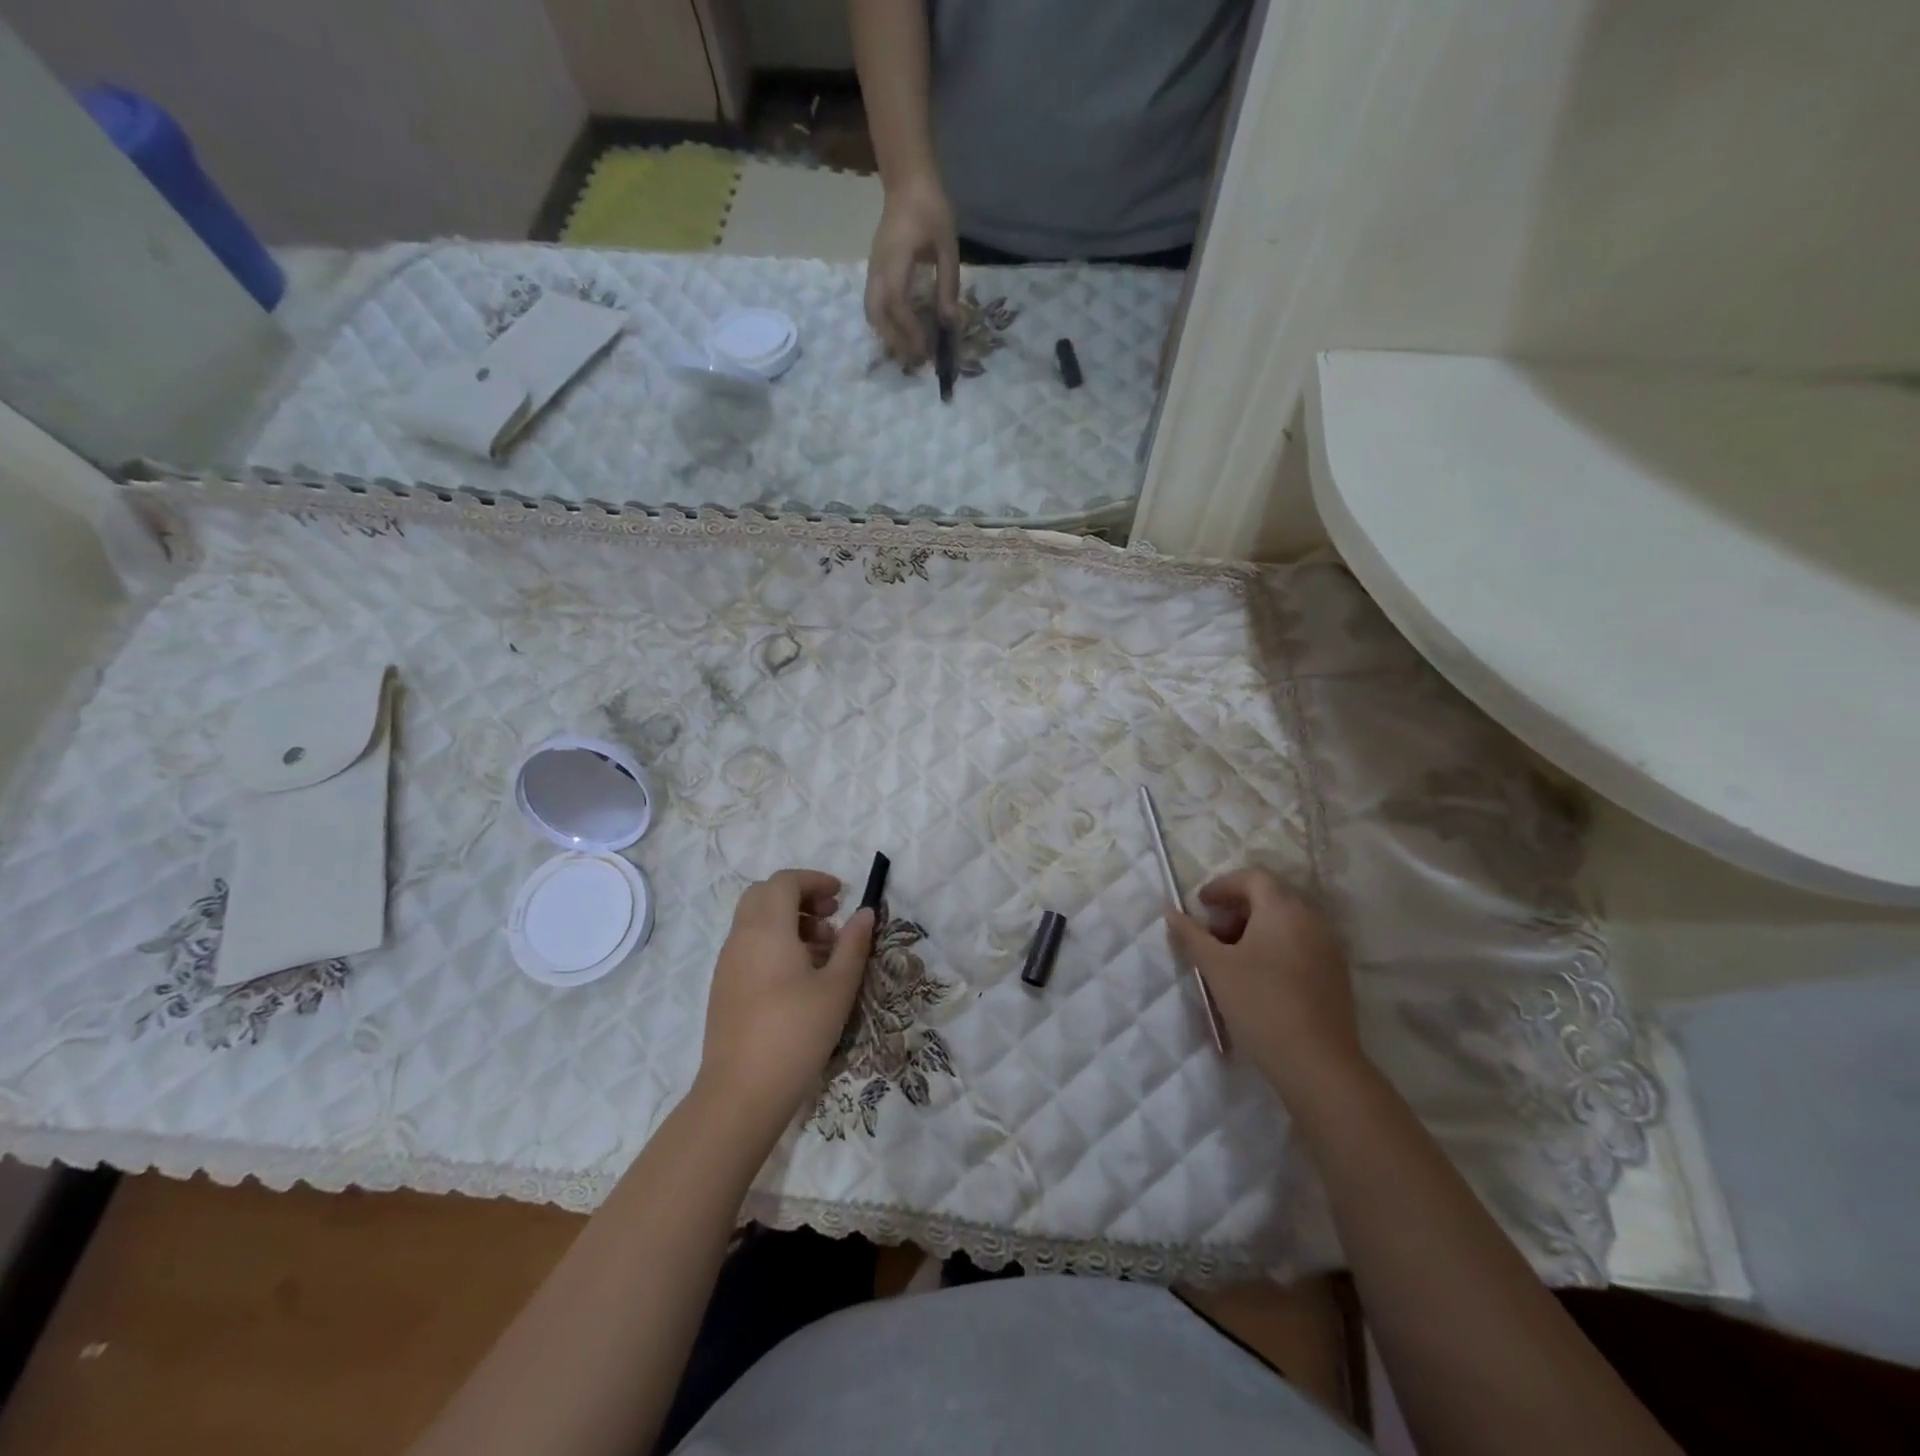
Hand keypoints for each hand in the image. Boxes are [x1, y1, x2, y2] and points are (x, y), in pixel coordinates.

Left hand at [698, 870, 874, 1135]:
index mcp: (767, 928)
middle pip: (765, 895)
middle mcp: (741, 937)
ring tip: (823, 950)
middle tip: (831, 917)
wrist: (741, 1092)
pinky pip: (749, 946)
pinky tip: (800, 976)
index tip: (842, 895)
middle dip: (799, 896)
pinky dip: (774, 943)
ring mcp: (728, 963)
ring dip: (788, 921)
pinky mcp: (724, 987)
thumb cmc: (796, 1033)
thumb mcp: (837, 987)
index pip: (785, 881)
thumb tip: (864, 913)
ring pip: (755, 921)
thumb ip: (853, 944)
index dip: (814, 880)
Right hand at [864, 173, 959, 363]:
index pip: (896, 302)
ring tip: (908, 351)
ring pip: (871, 313)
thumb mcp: (947, 246)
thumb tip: (950, 323)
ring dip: (887, 336)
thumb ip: (948, 285)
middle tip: (917, 358)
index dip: (909, 329)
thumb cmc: (931, 209)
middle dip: (895, 340)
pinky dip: (884, 325)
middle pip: (877, 314)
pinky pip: (873, 305)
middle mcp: (878, 268)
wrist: (907, 182)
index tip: (925, 348)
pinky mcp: (874, 272)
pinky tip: (901, 334)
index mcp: (896, 258)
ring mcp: (873, 270)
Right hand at [1164, 868, 1364, 1103]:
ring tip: (1230, 959)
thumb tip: (1169, 909)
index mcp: (1283, 909)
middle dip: (1237, 909)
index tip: (1200, 905)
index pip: (1252, 877)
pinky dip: (1275, 948)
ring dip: (1255, 929)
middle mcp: (1311, 920)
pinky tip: (1257, 978)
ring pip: (1286, 923)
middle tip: (1211, 933)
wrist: (1317, 1063)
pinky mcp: (1335, 975)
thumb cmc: (1260, 1004)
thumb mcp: (1215, 966)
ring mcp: (1328, 948)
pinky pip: (1300, 945)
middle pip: (1271, 898)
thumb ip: (1190, 934)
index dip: (1222, 886)